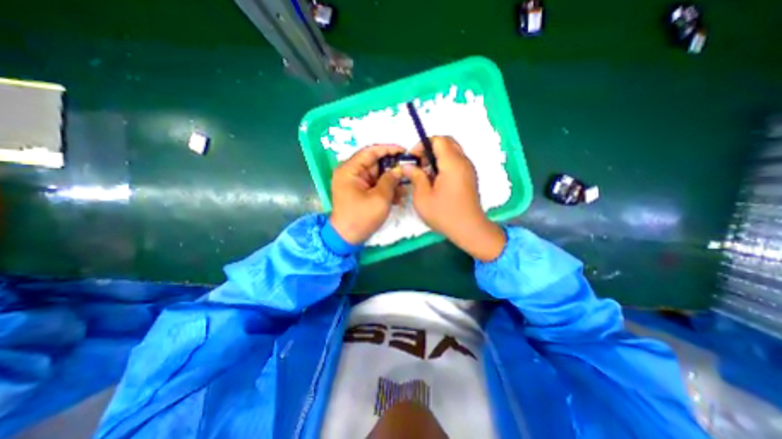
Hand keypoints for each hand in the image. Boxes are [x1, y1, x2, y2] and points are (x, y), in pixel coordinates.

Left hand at [329, 144, 406, 245]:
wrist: (347, 238)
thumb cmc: (361, 217)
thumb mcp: (380, 198)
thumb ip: (390, 179)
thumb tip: (400, 169)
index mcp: (349, 169)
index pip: (370, 151)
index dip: (388, 149)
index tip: (404, 151)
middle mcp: (350, 172)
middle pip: (374, 163)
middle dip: (392, 167)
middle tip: (409, 170)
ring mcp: (355, 183)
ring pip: (377, 175)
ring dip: (391, 180)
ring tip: (405, 187)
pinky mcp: (360, 191)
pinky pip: (375, 185)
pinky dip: (386, 189)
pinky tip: (398, 197)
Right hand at [400, 136, 503, 259]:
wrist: (469, 229)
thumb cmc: (444, 214)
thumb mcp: (423, 197)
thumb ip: (415, 177)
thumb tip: (408, 166)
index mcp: (452, 164)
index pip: (439, 139)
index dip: (422, 144)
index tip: (413, 159)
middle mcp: (463, 162)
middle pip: (447, 142)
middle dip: (430, 149)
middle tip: (419, 164)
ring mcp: (468, 169)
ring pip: (452, 152)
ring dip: (437, 157)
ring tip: (426, 174)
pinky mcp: (470, 177)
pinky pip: (456, 162)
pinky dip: (444, 164)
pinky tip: (436, 181)